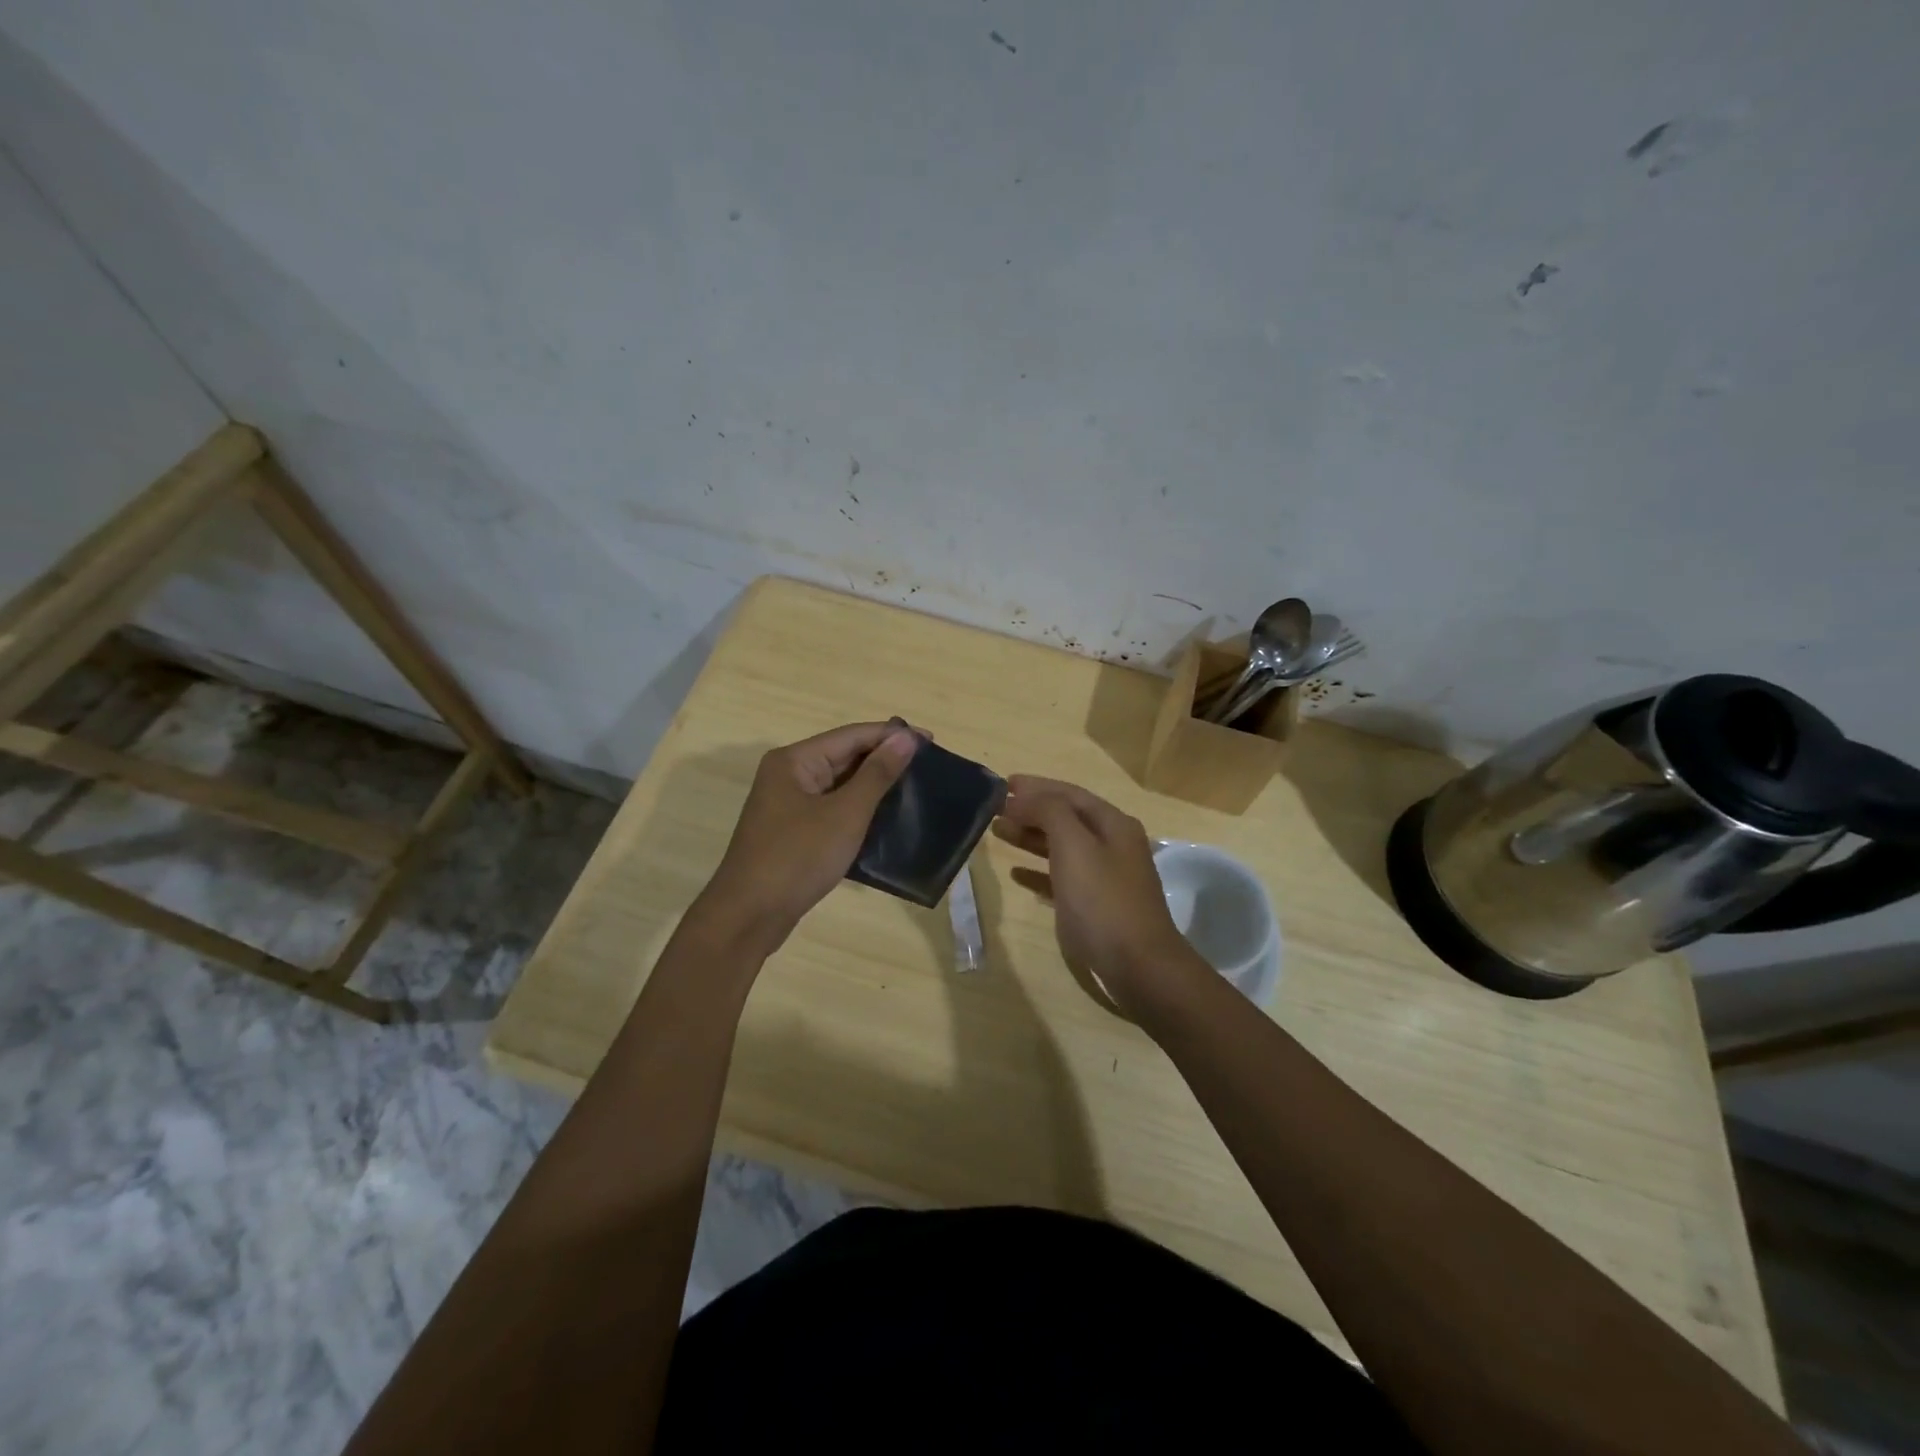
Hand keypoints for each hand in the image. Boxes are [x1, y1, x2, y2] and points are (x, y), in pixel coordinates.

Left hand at [701, 722, 919, 947]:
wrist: (749, 916)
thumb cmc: (798, 857)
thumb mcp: (845, 814)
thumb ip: (877, 773)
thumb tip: (905, 737)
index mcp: (795, 761)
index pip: (852, 735)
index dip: (892, 735)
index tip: (932, 740)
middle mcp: (789, 775)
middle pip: (844, 756)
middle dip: (884, 759)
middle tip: (929, 766)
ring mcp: (788, 805)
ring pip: (840, 785)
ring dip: (874, 786)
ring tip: (915, 790)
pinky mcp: (793, 832)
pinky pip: (833, 809)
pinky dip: (859, 810)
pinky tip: (887, 819)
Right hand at [992, 776, 1200, 1013]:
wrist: (1138, 966)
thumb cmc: (1103, 900)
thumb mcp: (1074, 846)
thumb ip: (1049, 812)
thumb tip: (1025, 797)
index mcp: (1113, 824)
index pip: (1069, 793)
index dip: (1036, 786)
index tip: (1003, 784)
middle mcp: (1112, 845)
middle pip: (1065, 818)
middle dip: (1030, 811)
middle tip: (993, 810)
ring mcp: (1106, 877)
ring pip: (1062, 847)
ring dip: (1030, 838)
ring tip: (998, 833)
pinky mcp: (1096, 907)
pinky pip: (1062, 879)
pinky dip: (1039, 872)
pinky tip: (1017, 874)